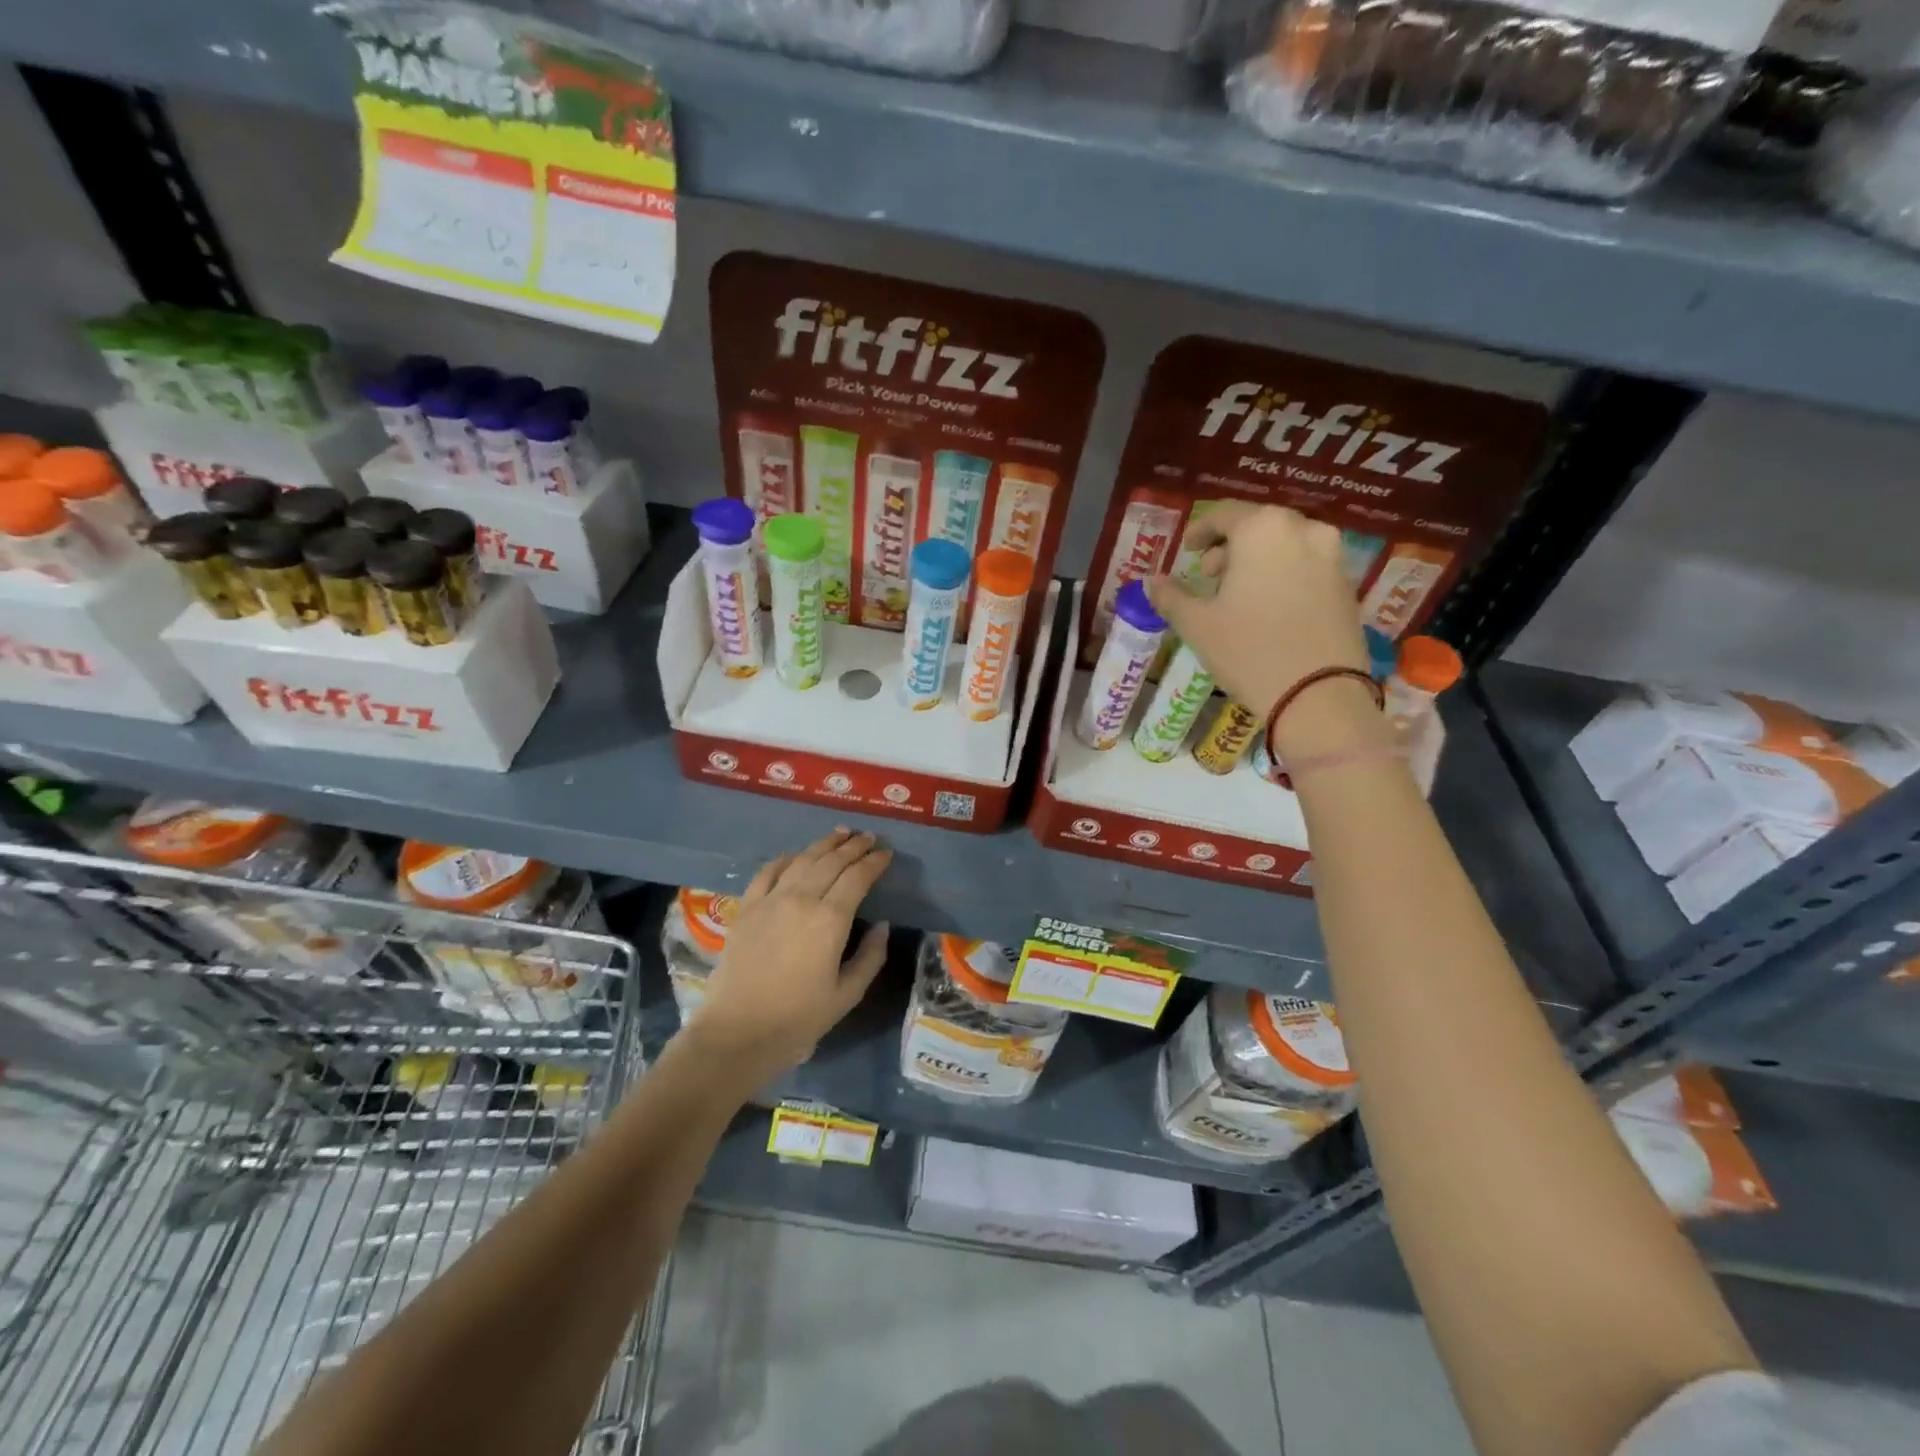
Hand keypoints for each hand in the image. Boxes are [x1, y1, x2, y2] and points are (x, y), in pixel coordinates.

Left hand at [686, 828, 892, 1083]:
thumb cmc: (798, 1019)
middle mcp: (801, 899)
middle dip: (854, 847)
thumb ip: (870, 956)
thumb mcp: (847, 995)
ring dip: (824, 845)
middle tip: (869, 838)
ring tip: (839, 834)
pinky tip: (795, 855)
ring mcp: (770, 900)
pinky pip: (767, 872)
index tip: (886, 854)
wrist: (737, 1032)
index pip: (858, 877)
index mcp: (830, 919)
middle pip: (832, 861)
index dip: (874, 862)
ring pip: (802, 860)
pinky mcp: (746, 908)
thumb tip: (882, 926)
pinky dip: (785, 859)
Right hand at [1147, 504, 1380, 758]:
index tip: (1189, 550)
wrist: (1318, 694)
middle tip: (1211, 576)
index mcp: (1262, 529)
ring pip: (1286, 545)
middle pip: (1259, 525)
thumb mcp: (1197, 624)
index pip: (1225, 514)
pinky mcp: (1347, 585)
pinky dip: (1285, 576)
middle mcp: (1303, 530)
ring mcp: (1332, 557)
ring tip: (1240, 595)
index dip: (1201, 530)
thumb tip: (1150, 582)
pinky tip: (1270, 608)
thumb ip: (1170, 596)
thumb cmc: (1248, 650)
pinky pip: (1308, 566)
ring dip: (1260, 561)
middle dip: (1231, 546)